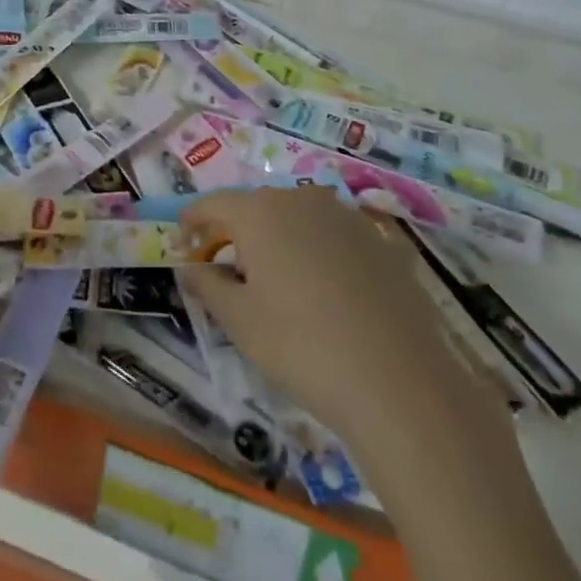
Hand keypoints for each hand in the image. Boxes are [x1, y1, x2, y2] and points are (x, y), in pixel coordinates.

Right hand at [181, 188, 489, 449]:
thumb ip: (208, 285)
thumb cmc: (301, 346)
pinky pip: (334, 237)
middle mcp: (301, 200)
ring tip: (274, 279)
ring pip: (298, 218)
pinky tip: (323, 290)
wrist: (399, 380)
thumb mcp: (240, 321)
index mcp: (260, 212)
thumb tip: (189, 265)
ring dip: (279, 239)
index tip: (181, 238)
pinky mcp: (381, 241)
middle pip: (257, 207)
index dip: (193, 220)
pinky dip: (318, 251)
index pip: (214, 204)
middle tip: (224, 265)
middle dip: (236, 231)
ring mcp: (346, 217)